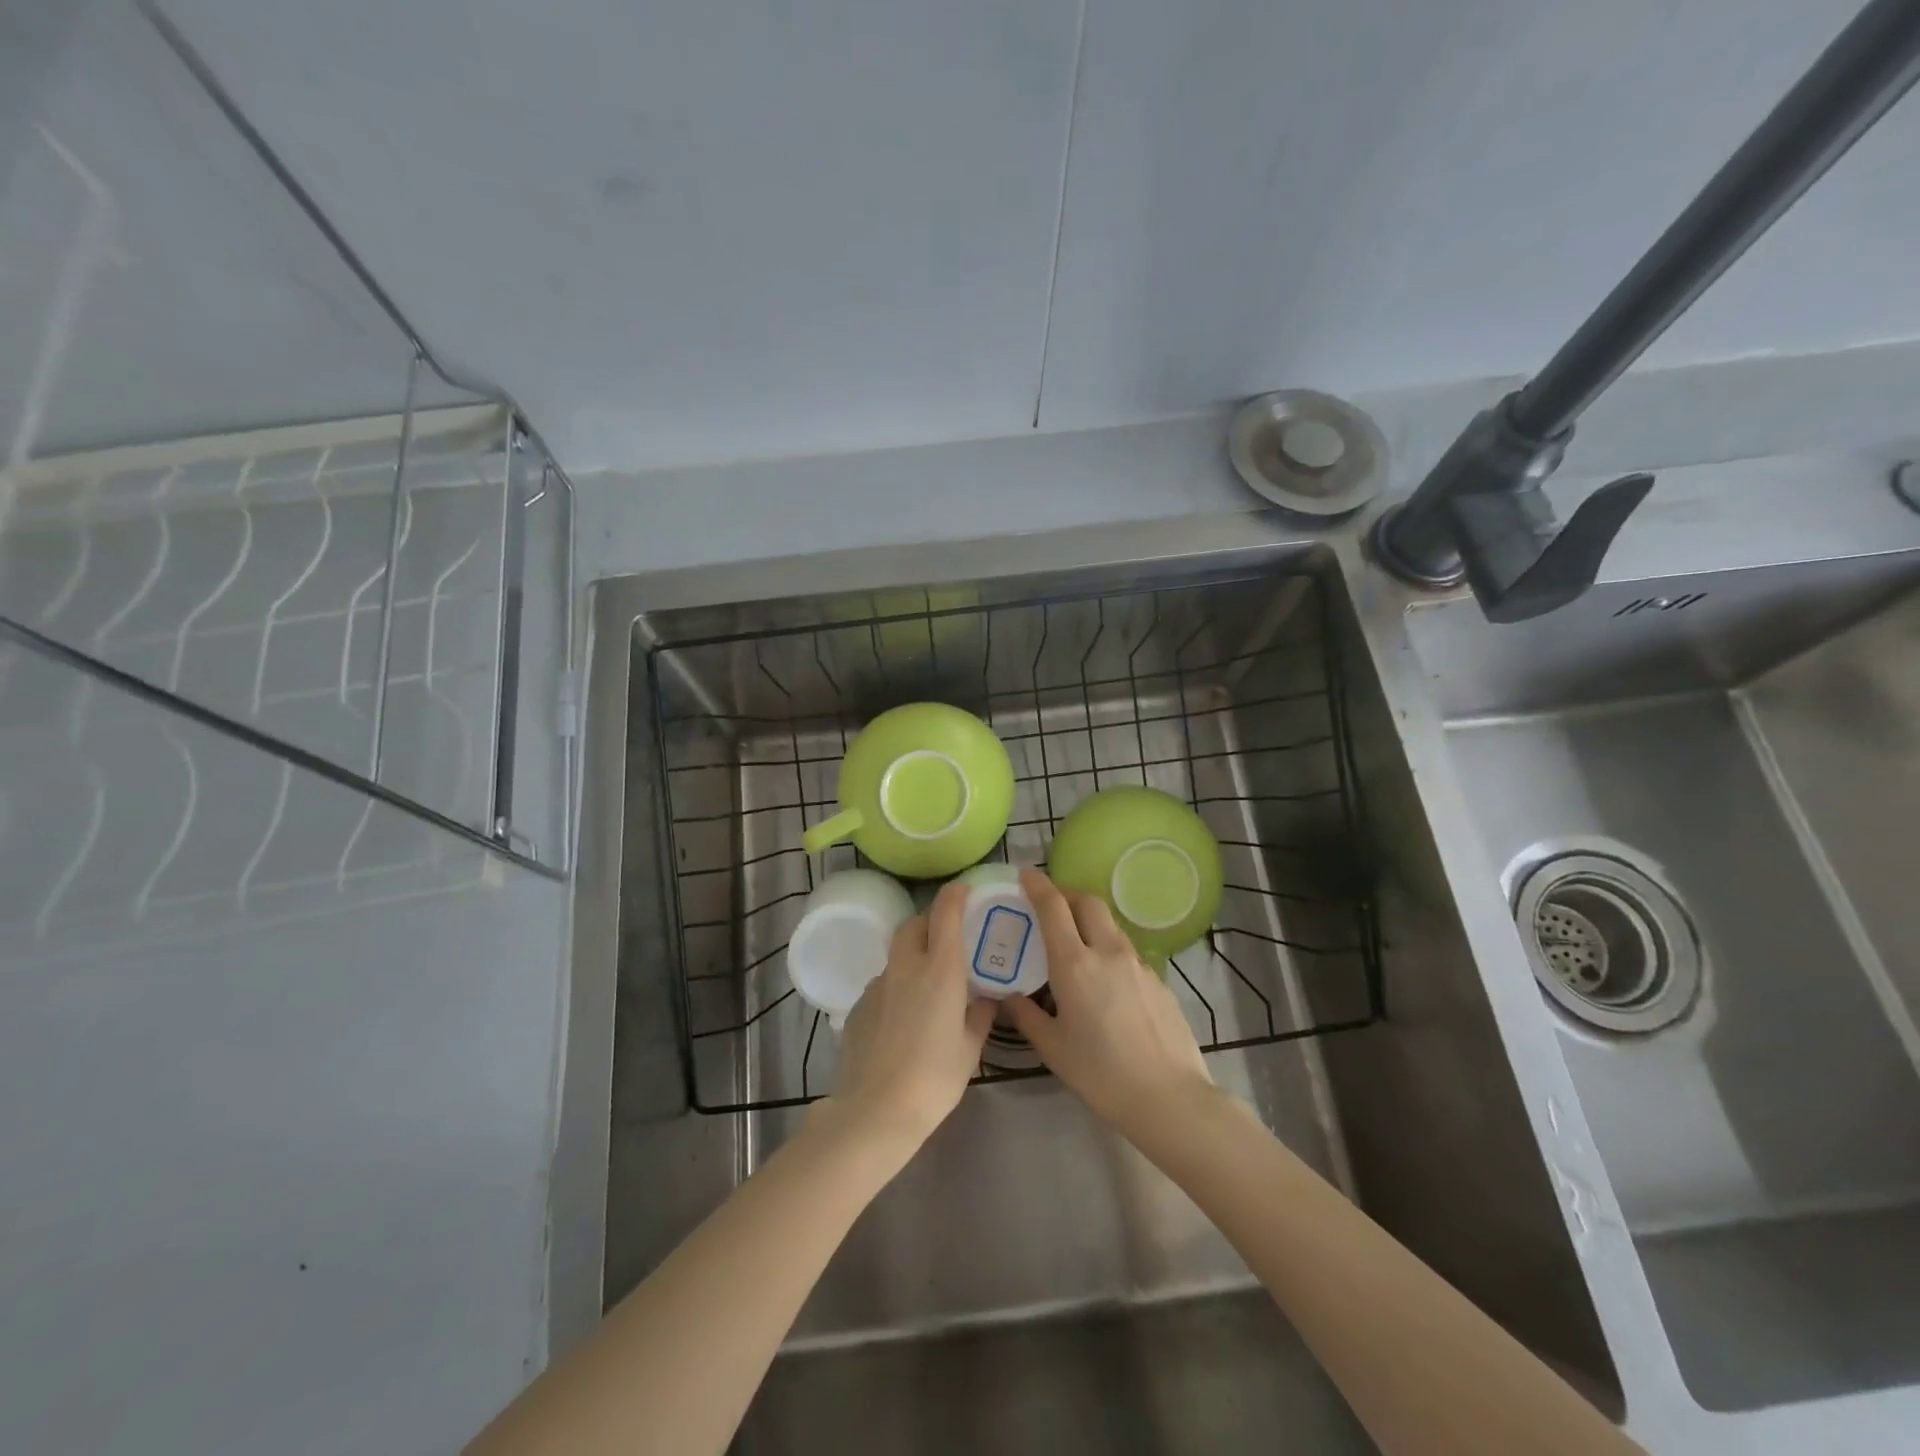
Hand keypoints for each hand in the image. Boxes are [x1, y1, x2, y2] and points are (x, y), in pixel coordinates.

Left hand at [819, 881, 995, 1155]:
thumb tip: (987, 999)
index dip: (954, 896)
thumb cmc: (934, 1078)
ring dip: (912, 957)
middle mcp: (906, 967)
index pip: (945, 915)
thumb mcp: (970, 1049)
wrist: (875, 1110)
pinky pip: (882, 985)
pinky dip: (896, 988)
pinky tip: (902, 1018)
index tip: (963, 889)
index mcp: (939, 971)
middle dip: (930, 922)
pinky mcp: (857, 1007)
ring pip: (896, 956)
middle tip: (947, 937)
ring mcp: (877, 986)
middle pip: (914, 926)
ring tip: (927, 984)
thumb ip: (980, 1016)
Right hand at [1004, 867, 1214, 1139]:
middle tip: (1050, 905)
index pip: (1054, 907)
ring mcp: (1138, 964)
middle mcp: (1107, 952)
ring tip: (1075, 940)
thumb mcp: (1053, 1048)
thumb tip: (1008, 996)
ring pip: (1110, 924)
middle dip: (1067, 894)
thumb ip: (1026, 1015)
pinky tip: (1105, 978)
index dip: (1038, 885)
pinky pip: (1127, 950)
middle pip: (1088, 901)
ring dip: (1089, 919)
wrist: (1169, 1097)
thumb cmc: (1101, 1074)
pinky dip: (1109, 947)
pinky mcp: (1158, 980)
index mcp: (1075, 964)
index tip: (1025, 874)